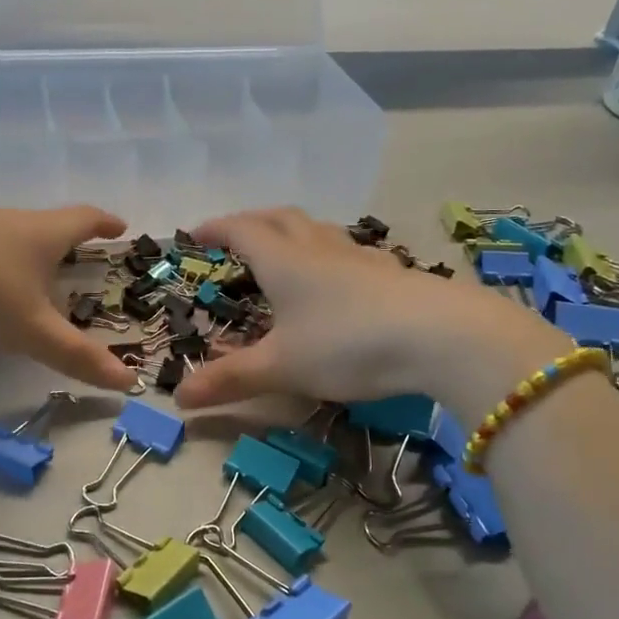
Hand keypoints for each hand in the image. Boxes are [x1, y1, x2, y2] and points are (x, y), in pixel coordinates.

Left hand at [0, 205, 134, 390]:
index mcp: (40, 234)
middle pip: (44, 225)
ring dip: (23, 252)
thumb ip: (77, 357)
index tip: (120, 227)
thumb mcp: (31, 331)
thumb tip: (131, 381)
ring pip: (6, 235)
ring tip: (26, 277)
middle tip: (77, 260)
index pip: (84, 219)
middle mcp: (6, 221)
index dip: (105, 224)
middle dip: (65, 242)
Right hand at [172, 208, 562, 408]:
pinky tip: (339, 279)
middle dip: (252, 222)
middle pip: (281, 219)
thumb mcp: (282, 368)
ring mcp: (361, 258)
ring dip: (293, 233)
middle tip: (234, 235)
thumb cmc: (347, 344)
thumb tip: (178, 399)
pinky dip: (329, 255)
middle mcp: (320, 249)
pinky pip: (349, 252)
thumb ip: (231, 380)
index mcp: (285, 262)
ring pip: (319, 231)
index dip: (216, 229)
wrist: (441, 337)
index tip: (194, 233)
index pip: (242, 231)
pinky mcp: (392, 274)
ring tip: (284, 251)